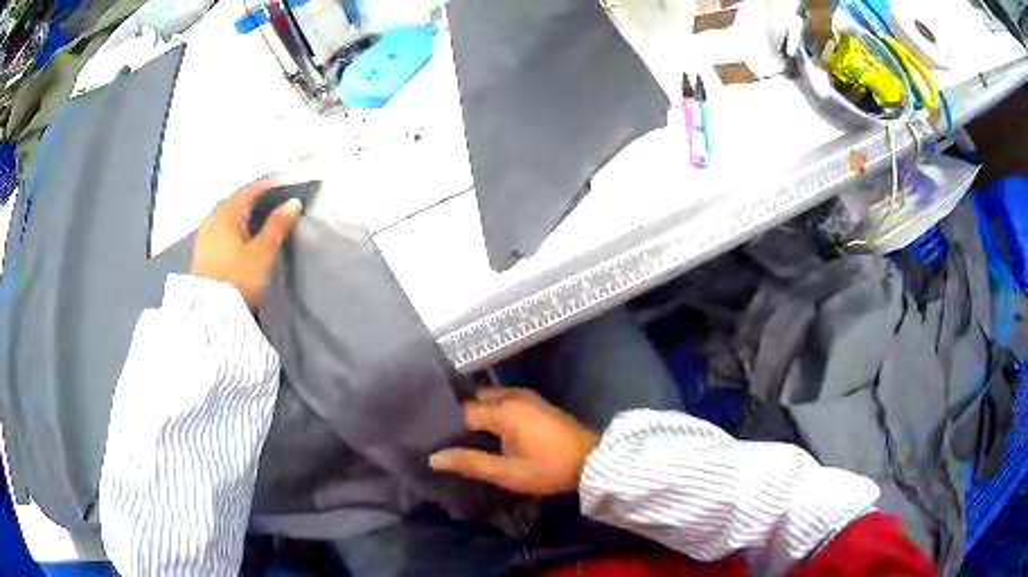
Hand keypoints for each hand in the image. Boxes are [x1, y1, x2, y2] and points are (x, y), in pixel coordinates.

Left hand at [190, 182, 301, 308]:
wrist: (210, 312)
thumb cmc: (239, 277)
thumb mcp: (263, 252)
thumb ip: (277, 226)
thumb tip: (293, 202)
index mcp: (228, 212)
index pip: (251, 190)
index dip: (270, 189)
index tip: (286, 192)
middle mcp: (213, 216)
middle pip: (236, 201)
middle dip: (254, 201)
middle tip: (272, 208)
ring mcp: (204, 234)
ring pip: (226, 215)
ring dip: (241, 215)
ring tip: (257, 224)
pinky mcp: (201, 251)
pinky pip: (219, 229)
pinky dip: (231, 228)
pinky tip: (239, 238)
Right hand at [429, 388, 599, 495]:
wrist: (592, 461)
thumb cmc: (549, 468)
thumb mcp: (508, 472)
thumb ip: (471, 463)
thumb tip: (434, 458)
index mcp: (503, 409)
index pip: (462, 411)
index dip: (445, 425)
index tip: (429, 438)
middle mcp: (512, 396)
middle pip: (474, 400)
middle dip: (457, 416)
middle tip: (440, 436)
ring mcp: (525, 396)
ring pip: (488, 399)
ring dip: (474, 413)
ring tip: (457, 434)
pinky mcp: (534, 402)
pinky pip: (502, 401)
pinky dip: (489, 411)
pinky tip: (483, 430)